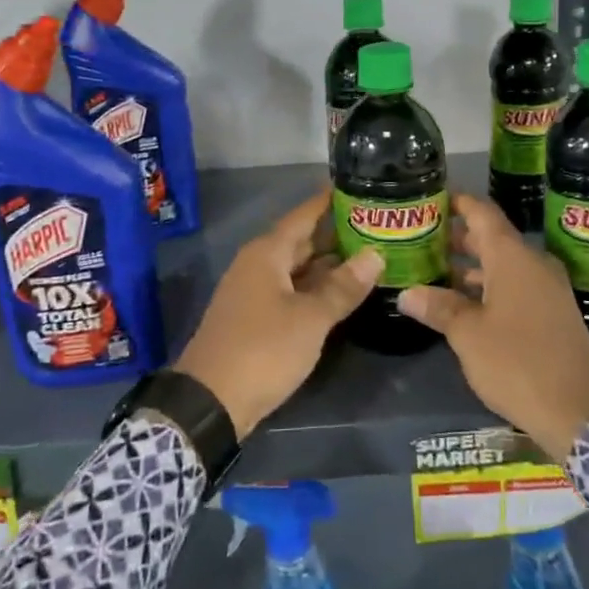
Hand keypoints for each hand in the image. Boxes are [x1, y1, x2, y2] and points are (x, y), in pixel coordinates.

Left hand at [175, 191, 382, 438]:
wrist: (210, 402)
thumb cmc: (263, 350)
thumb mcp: (310, 319)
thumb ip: (343, 287)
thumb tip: (375, 255)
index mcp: (267, 253)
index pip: (303, 215)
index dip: (329, 201)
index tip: (360, 186)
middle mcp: (258, 265)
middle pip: (301, 240)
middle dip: (336, 233)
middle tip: (377, 224)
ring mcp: (255, 292)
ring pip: (298, 268)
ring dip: (329, 264)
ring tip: (370, 255)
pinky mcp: (256, 318)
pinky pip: (292, 291)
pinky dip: (317, 288)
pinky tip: (343, 292)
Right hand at [399, 192, 588, 462]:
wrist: (579, 413)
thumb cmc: (517, 363)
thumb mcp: (468, 336)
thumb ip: (439, 307)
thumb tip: (407, 293)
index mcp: (513, 258)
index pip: (482, 213)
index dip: (457, 202)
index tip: (431, 198)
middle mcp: (534, 264)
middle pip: (492, 238)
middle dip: (458, 236)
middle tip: (422, 237)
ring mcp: (548, 289)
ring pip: (504, 264)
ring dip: (472, 265)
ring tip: (435, 270)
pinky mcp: (554, 314)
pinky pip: (516, 285)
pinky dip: (489, 286)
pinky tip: (465, 304)